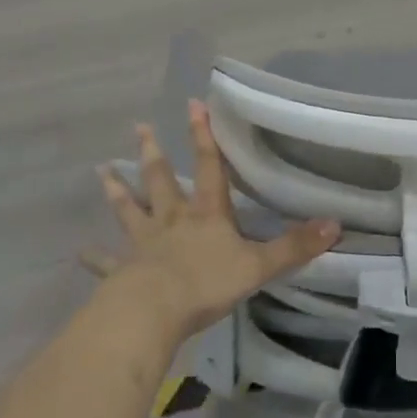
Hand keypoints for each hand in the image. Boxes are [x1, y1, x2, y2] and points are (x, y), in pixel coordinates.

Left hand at [85, 100, 340, 342]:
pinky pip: (107, 263)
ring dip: (117, 191)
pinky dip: (95, 257)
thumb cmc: (206, 283)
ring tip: (101, 171)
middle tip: (139, 127)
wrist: (152, 313)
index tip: (192, 104)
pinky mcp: (122, 272)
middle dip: (152, 153)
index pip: (208, 166)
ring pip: (130, 210)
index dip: (203, 135)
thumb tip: (336, 224)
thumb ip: (295, 246)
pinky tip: (80, 253)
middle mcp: (172, 220)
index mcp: (205, 214)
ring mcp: (143, 245)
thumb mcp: (257, 265)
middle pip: (161, 180)